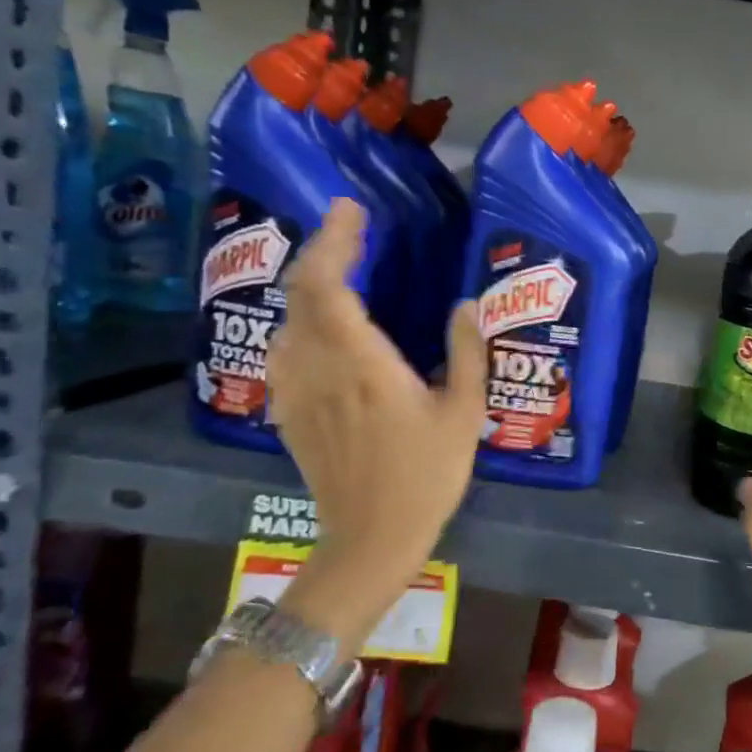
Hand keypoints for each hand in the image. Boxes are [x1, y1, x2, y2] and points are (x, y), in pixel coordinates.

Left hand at [265, 199, 484, 642]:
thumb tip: (466, 304)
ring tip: (339, 270)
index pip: (327, 285)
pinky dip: (300, 322)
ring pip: (287, 320)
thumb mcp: (464, 414)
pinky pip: (284, 350)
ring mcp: (295, 391)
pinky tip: (322, 328)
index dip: (333, 241)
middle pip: (300, 294)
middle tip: (351, 230)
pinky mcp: (289, 411)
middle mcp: (318, 368)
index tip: (351, 211)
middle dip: (321, 252)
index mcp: (361, 364)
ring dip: (308, 286)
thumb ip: (467, 353)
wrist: (371, 540)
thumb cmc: (426, 476)